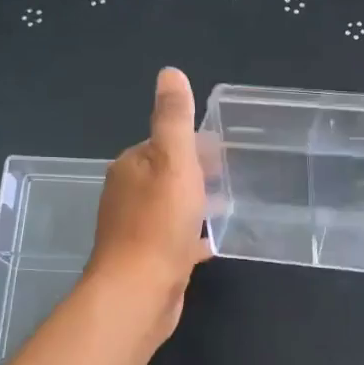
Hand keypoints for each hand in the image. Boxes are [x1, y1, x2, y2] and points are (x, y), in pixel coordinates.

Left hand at [87, 67, 212, 340]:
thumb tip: (169, 72)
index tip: (223, 145)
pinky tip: (215, 241)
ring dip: (196, 202)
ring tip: (231, 203)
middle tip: (234, 173)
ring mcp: (137, 230)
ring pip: (172, 207)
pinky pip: (176, 239)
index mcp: (132, 167)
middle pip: (167, 175)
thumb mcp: (173, 161)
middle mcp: (129, 195)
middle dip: (197, 172)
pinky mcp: (150, 260)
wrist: (138, 292)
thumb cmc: (158, 223)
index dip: (192, 142)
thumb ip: (173, 118)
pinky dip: (193, 235)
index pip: (163, 144)